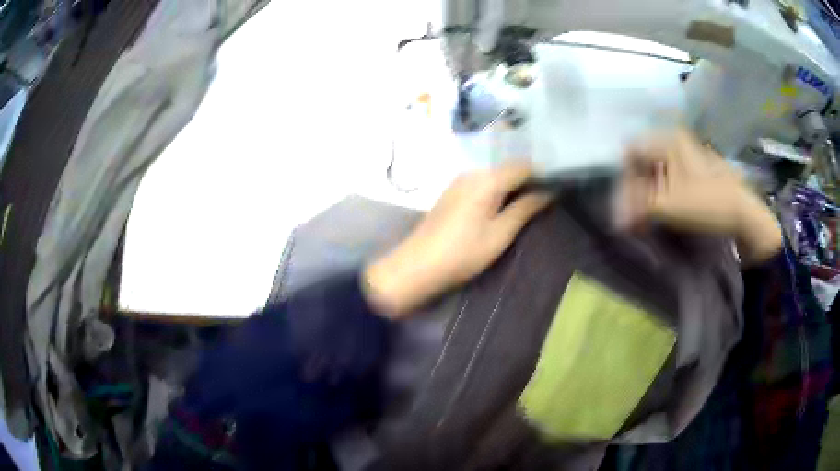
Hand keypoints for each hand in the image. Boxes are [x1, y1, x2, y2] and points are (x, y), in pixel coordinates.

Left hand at [364, 162, 551, 317]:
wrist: (416, 266)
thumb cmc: (463, 253)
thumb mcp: (500, 234)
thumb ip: (525, 208)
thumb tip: (549, 191)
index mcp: (487, 179)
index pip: (523, 165)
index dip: (542, 173)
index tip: (558, 186)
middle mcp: (472, 172)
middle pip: (507, 167)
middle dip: (528, 178)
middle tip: (546, 195)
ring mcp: (459, 181)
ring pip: (494, 174)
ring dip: (512, 184)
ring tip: (528, 202)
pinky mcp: (452, 192)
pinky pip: (481, 182)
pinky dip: (497, 189)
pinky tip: (503, 204)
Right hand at [615, 129, 781, 263]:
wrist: (743, 213)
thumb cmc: (707, 203)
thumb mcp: (669, 205)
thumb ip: (638, 207)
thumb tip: (615, 219)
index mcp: (667, 139)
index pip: (631, 153)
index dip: (624, 180)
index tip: (624, 207)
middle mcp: (674, 140)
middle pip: (642, 161)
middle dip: (635, 189)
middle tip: (633, 217)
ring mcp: (685, 154)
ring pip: (654, 170)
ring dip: (647, 194)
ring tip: (646, 218)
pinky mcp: (692, 169)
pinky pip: (667, 177)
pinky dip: (659, 194)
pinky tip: (660, 211)